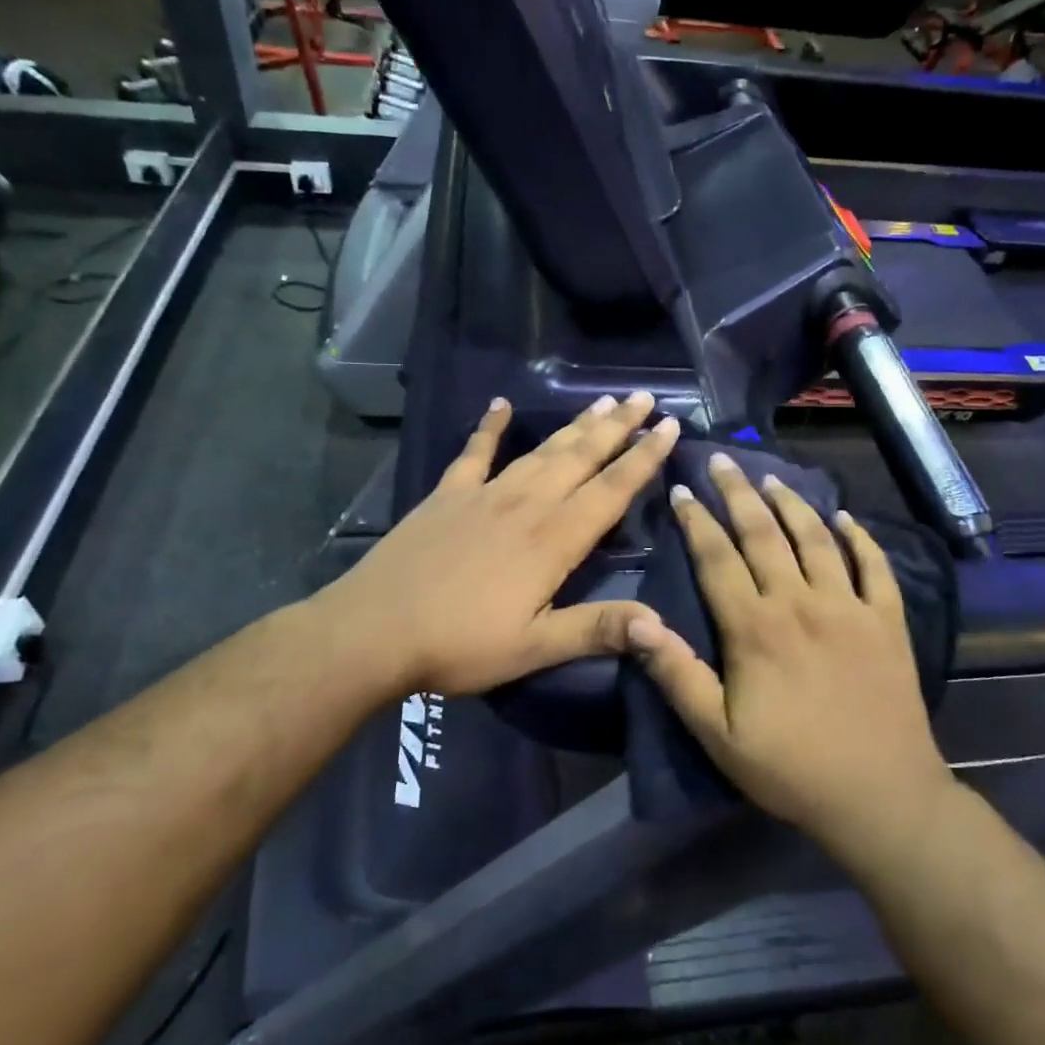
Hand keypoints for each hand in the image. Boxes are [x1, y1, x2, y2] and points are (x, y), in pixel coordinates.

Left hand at [320, 391, 677, 696]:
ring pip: (542, 450)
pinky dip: (489, 427)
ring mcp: (485, 494)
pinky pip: (474, 453)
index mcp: (554, 539)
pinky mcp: (448, 495)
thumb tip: (661, 626)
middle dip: (618, 426)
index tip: (670, 427)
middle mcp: (527, 504)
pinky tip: (500, 405)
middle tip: (645, 397)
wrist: (373, 630)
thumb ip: (597, 630)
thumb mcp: (534, 648)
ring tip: (603, 401)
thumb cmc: (460, 644)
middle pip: (582, 456)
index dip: (645, 458)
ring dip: (576, 425)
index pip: (612, 489)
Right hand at [628, 455, 955, 858]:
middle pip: (765, 534)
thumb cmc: (790, 768)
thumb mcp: (717, 734)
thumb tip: (638, 623)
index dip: (697, 521)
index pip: (718, 557)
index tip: (682, 489)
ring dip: (792, 504)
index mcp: (756, 627)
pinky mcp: (888, 621)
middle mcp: (802, 602)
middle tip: (722, 461)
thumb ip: (677, 675)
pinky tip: (846, 518)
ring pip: (817, 539)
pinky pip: (875, 566)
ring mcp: (850, 607)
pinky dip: (861, 538)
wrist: (880, 796)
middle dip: (738, 493)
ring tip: (771, 478)